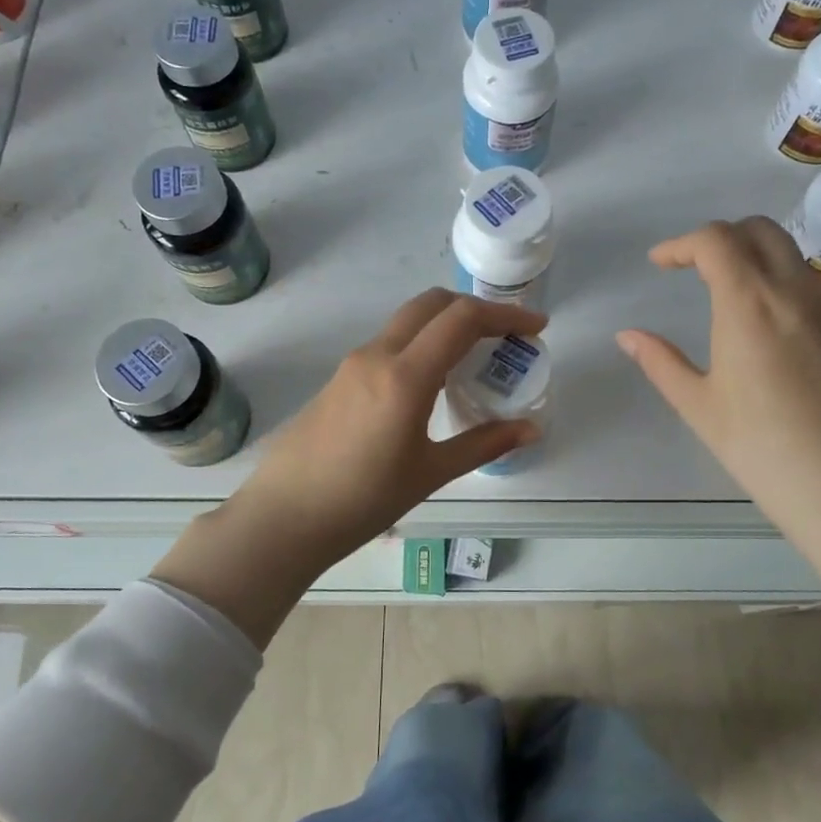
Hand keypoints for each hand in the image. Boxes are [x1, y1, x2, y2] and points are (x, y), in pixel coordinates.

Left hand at [167, 290, 543, 608]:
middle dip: (475, 309)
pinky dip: (421, 344)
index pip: (461, 319)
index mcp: (405, 375)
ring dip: (445, 325)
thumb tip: (531, 429)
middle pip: (432, 304)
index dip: (505, 315)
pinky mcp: (339, 378)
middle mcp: (377, 355)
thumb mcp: (430, 473)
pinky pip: (389, 344)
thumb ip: (483, 443)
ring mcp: (353, 364)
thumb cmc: (362, 500)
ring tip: (476, 358)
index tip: (536, 328)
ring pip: (407, 322)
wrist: (283, 517)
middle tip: (507, 335)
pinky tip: (433, 383)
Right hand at [616, 217, 820, 546]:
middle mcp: (794, 292)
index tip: (660, 264)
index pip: (715, 240)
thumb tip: (628, 336)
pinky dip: (781, 284)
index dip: (681, 244)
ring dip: (753, 256)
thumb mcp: (700, 407)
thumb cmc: (763, 448)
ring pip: (790, 255)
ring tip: (728, 295)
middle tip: (694, 268)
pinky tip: (768, 328)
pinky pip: (811, 287)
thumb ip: (661, 363)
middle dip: (720, 237)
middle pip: (759, 230)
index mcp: (749, 303)